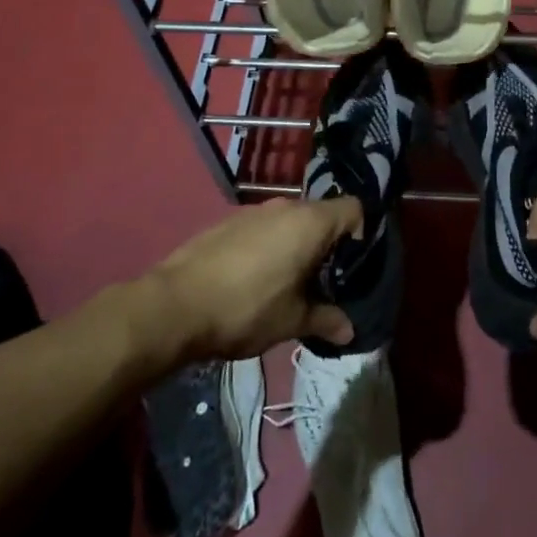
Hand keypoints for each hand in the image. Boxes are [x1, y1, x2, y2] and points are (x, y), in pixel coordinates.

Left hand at [145, 197, 361, 359]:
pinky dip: (269, 245)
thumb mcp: (291, 321)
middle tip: (324, 280)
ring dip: (296, 244)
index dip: (361, 233)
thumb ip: (325, 320)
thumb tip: (350, 330)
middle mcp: (286, 207)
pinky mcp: (228, 221)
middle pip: (322, 214)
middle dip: (327, 244)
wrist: (175, 304)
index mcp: (310, 222)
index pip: (354, 208)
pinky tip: (254, 278)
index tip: (352, 265)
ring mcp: (254, 211)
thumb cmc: (247, 308)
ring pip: (290, 220)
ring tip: (288, 282)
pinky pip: (263, 227)